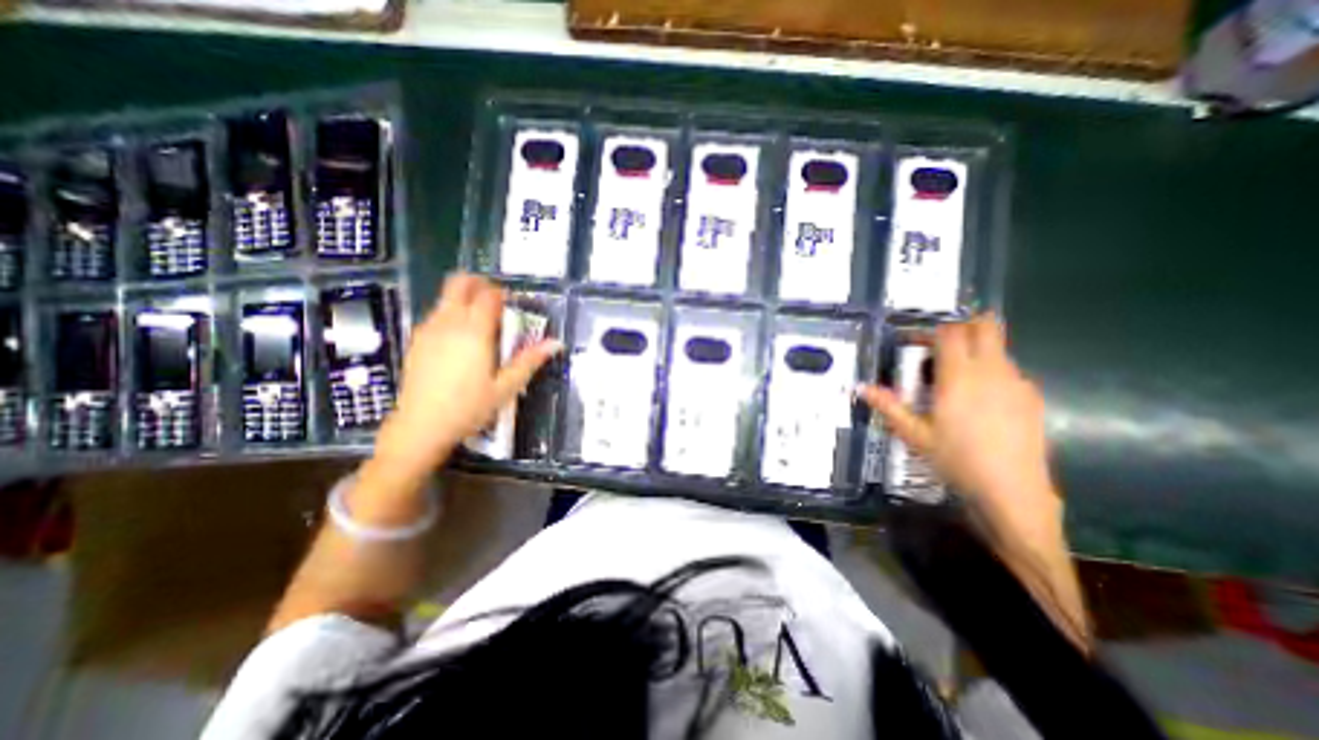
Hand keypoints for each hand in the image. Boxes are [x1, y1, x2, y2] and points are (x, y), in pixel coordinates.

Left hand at [369, 271, 559, 477]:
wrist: (421, 427)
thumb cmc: (469, 408)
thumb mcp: (506, 387)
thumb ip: (530, 361)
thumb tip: (556, 343)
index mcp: (474, 332)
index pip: (488, 295)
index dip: (503, 294)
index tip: (513, 306)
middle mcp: (448, 323)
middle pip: (459, 284)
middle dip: (479, 285)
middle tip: (495, 303)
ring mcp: (428, 330)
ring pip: (446, 298)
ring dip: (464, 300)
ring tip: (481, 325)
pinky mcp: (416, 340)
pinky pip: (436, 314)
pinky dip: (451, 314)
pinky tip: (460, 341)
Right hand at [856, 315, 1057, 533]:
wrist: (1012, 491)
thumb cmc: (956, 459)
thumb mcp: (914, 434)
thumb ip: (888, 405)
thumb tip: (860, 387)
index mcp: (958, 377)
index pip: (949, 333)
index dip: (931, 331)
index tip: (917, 344)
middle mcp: (991, 371)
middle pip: (985, 326)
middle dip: (963, 326)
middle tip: (941, 347)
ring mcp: (1017, 382)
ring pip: (998, 347)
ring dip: (976, 351)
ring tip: (957, 380)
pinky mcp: (1032, 397)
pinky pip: (1010, 370)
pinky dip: (992, 371)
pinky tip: (981, 401)